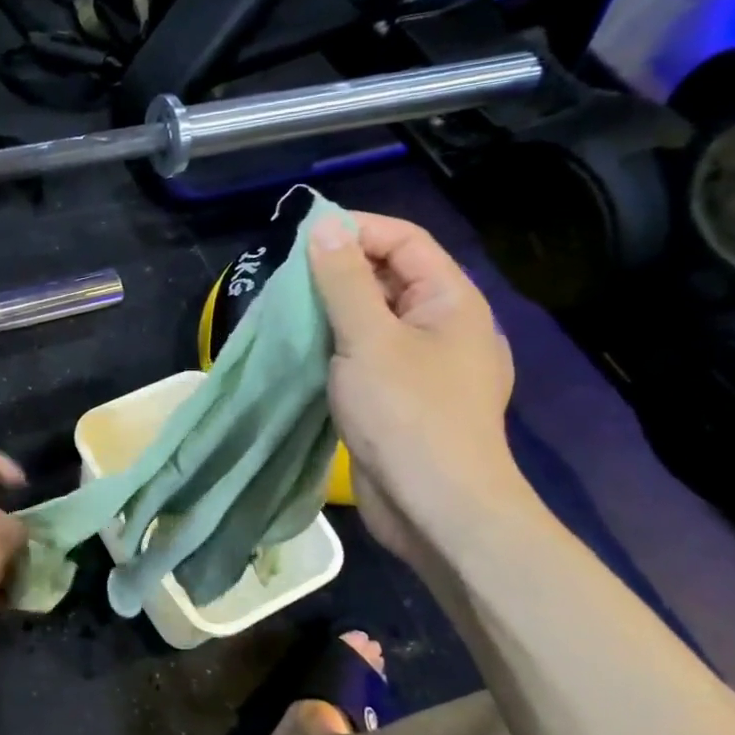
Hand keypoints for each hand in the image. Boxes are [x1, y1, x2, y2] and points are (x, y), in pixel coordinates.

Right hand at [308, 212, 524, 560]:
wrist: (437, 507)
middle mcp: (442, 326)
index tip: (301, 239)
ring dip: (333, 314)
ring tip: (286, 314)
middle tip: (285, 281)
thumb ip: (344, 281)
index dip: (356, 230)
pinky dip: (337, 350)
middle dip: (339, 273)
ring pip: (374, 321)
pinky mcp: (403, 400)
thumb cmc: (407, 414)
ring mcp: (424, 366)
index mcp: (449, 300)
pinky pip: (368, 358)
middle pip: (389, 278)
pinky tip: (305, 356)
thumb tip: (324, 227)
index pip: (404, 241)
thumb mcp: (368, 338)